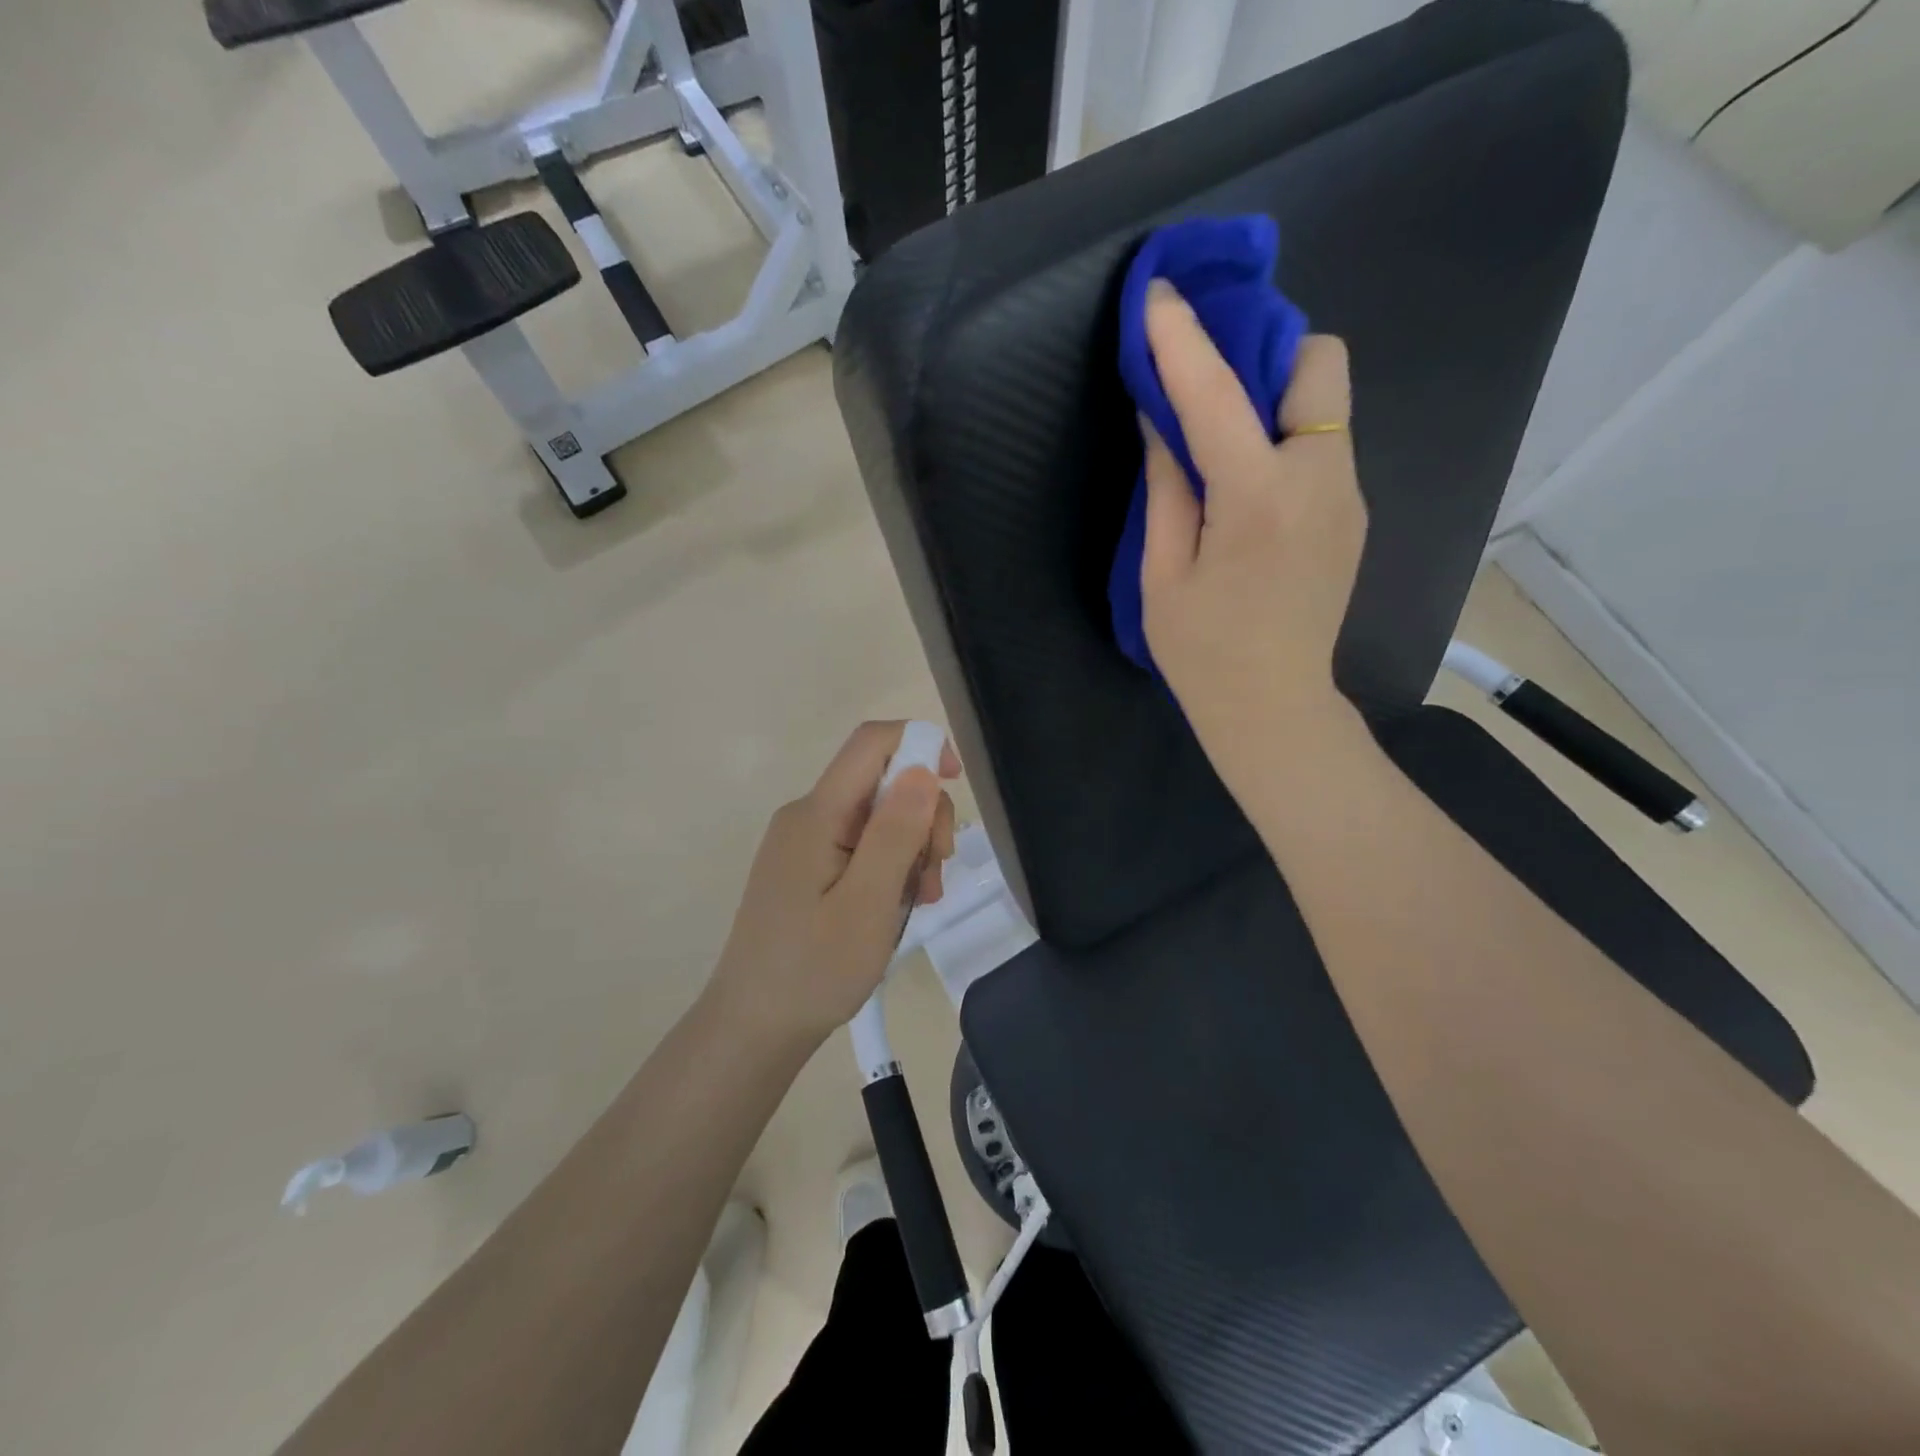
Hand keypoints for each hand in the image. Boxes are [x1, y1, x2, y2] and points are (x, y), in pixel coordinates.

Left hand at [707, 721, 959, 1046]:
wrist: (754, 1028)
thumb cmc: (814, 971)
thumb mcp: (868, 903)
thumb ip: (896, 833)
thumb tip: (921, 767)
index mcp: (817, 814)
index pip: (872, 742)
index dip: (920, 745)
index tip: (955, 784)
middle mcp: (808, 816)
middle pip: (881, 782)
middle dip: (922, 816)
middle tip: (937, 872)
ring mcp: (805, 843)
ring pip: (877, 817)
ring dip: (911, 849)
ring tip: (919, 901)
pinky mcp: (807, 868)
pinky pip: (860, 846)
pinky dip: (889, 867)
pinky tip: (897, 906)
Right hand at [1139, 279, 1367, 787]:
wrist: (1274, 707)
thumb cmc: (1202, 652)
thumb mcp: (1161, 574)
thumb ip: (1166, 486)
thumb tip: (1161, 416)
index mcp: (1256, 499)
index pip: (1216, 395)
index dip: (1184, 338)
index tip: (1160, 293)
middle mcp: (1319, 479)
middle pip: (1318, 363)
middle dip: (1267, 351)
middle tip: (1214, 387)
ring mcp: (1348, 495)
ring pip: (1327, 402)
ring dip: (1277, 396)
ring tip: (1228, 442)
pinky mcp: (1354, 513)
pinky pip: (1326, 445)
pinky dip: (1288, 438)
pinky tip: (1252, 486)